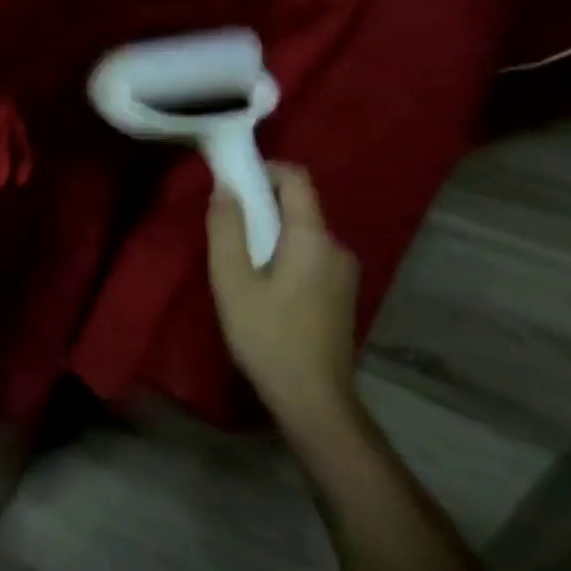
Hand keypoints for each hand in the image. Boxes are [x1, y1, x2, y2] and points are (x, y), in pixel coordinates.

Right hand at [207, 164, 363, 440]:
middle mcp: (337, 246)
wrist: (314, 401)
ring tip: (241, 261)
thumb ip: (226, 229)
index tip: (233, 181)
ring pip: (304, 233)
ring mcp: (345, 272)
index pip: (297, 179)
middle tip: (228, 227)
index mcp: (313, 237)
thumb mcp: (232, 281)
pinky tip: (265, 286)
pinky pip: (311, 255)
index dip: (265, 169)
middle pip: (300, 206)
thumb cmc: (267, 336)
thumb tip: (226, 187)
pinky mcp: (343, 294)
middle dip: (263, 205)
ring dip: (273, 233)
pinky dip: (286, 254)